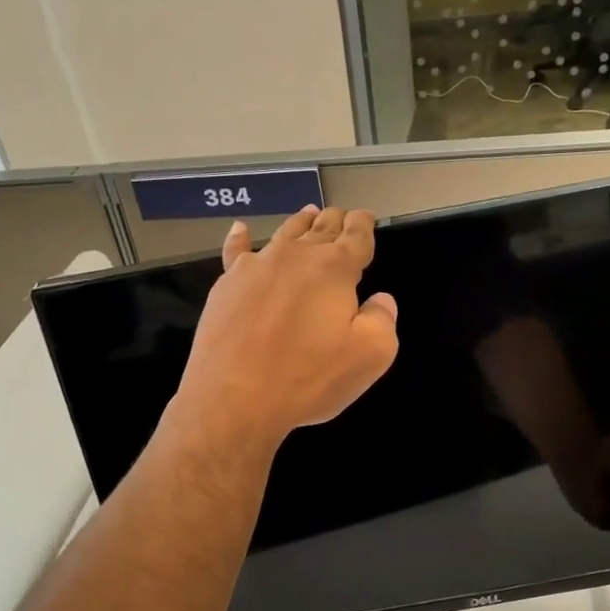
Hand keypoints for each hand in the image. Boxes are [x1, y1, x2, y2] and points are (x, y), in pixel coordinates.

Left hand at [168, 206, 398, 453]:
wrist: (235, 396)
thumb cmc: (308, 377)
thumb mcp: (370, 356)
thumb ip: (382, 320)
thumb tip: (381, 300)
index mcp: (334, 268)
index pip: (356, 236)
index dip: (364, 225)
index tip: (366, 218)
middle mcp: (295, 256)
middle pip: (321, 229)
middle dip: (336, 220)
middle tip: (343, 216)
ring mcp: (257, 267)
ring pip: (284, 234)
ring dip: (301, 222)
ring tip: (310, 214)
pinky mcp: (226, 285)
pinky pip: (236, 252)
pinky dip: (241, 238)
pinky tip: (240, 229)